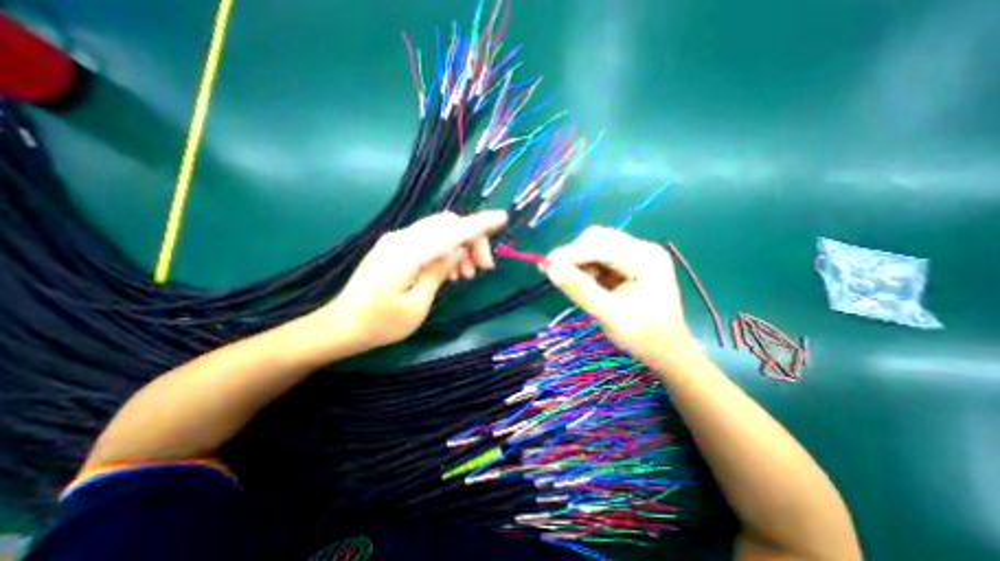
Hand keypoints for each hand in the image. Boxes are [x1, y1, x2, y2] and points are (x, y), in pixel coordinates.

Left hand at [316, 212, 507, 351]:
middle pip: (448, 224)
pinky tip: (451, 272)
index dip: (479, 224)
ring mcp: (398, 240)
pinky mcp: (397, 247)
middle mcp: (402, 238)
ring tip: (468, 275)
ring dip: (461, 246)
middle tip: (484, 268)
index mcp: (407, 252)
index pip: (452, 230)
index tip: (503, 218)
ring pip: (440, 230)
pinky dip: (447, 250)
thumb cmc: (381, 323)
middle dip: (472, 239)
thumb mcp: (417, 304)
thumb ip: (438, 271)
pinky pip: (429, 239)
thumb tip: (458, 250)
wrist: (342, 325)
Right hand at [544, 228, 696, 368]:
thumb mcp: (610, 315)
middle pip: (598, 238)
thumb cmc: (644, 337)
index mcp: (646, 259)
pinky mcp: (629, 263)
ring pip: (596, 246)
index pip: (600, 244)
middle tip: (554, 273)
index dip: (570, 253)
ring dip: (578, 261)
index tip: (544, 266)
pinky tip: (583, 282)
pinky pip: (600, 257)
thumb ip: (580, 290)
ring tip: (570, 282)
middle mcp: (642, 249)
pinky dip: (586, 267)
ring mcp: (636, 255)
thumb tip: (550, 268)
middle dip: (574, 255)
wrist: (668, 351)